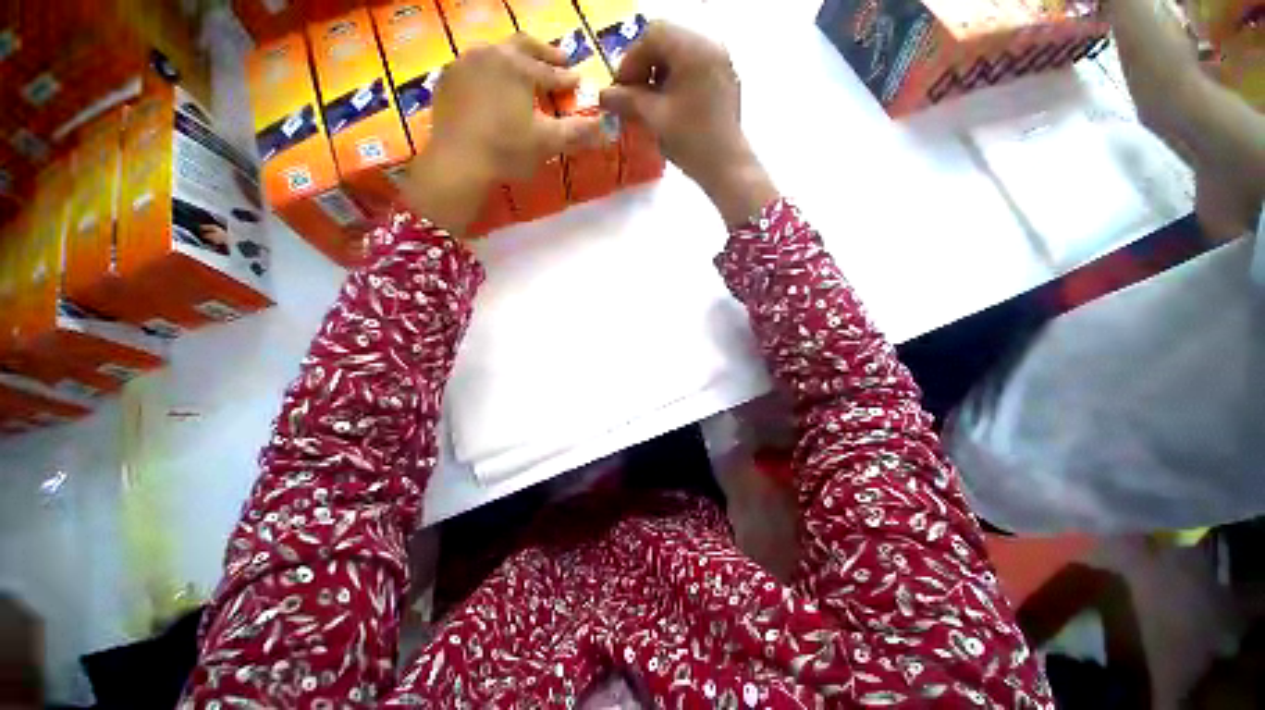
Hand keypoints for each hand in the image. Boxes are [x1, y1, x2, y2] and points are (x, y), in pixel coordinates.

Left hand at [399, 35, 603, 234]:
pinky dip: (490, 71)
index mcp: (519, 66)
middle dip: (544, 53)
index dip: (568, 78)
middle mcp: (491, 54)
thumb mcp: (547, 142)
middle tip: (560, 59)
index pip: (551, 72)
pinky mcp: (447, 79)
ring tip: (524, 69)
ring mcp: (465, 63)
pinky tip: (492, 85)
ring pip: (496, 52)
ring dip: (515, 58)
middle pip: (523, 45)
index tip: (579, 81)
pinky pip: (474, 66)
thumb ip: (578, 132)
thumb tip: (608, 129)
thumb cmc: (507, 149)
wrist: (458, 161)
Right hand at [599, 22, 775, 225]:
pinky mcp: (724, 80)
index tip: (620, 89)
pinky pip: (694, 68)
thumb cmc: (691, 141)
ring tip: (649, 104)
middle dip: (644, 66)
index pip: (653, 35)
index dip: (630, 60)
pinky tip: (668, 106)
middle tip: (632, 95)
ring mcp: (720, 62)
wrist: (726, 167)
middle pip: (667, 41)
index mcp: (693, 48)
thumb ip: (628, 101)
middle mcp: (710, 45)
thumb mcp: (655, 118)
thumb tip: (603, 95)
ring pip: (680, 55)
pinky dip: (675, 80)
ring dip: (658, 74)